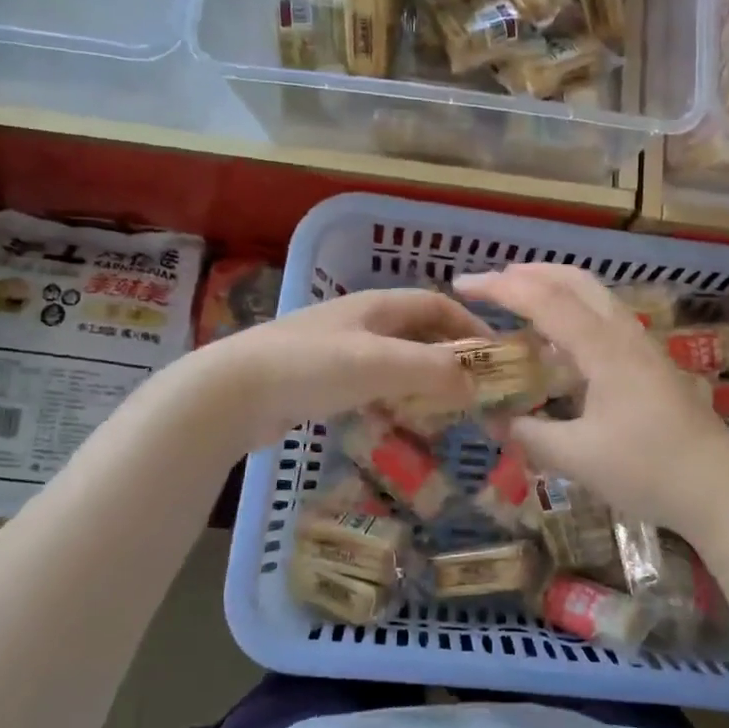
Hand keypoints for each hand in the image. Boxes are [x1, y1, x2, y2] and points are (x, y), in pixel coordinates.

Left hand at [169, 287, 487, 451]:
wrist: (232, 392)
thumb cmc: (312, 367)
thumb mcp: (381, 364)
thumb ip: (434, 371)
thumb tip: (478, 385)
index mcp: (376, 306)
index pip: (436, 304)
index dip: (469, 325)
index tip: (496, 356)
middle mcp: (358, 322)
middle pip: (416, 332)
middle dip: (448, 355)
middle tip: (474, 389)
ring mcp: (335, 352)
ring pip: (393, 361)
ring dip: (420, 380)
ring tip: (444, 410)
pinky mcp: (317, 382)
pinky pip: (368, 385)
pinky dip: (391, 399)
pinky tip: (396, 422)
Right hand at [454, 264, 728, 543]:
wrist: (720, 489)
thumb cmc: (649, 470)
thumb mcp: (578, 458)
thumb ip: (531, 435)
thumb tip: (495, 421)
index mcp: (604, 349)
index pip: (545, 300)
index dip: (500, 288)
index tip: (462, 284)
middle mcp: (624, 335)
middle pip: (575, 281)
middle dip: (529, 273)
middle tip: (491, 283)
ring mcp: (642, 347)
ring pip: (594, 297)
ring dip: (554, 289)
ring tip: (519, 303)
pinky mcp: (651, 364)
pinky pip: (604, 320)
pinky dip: (573, 313)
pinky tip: (559, 344)